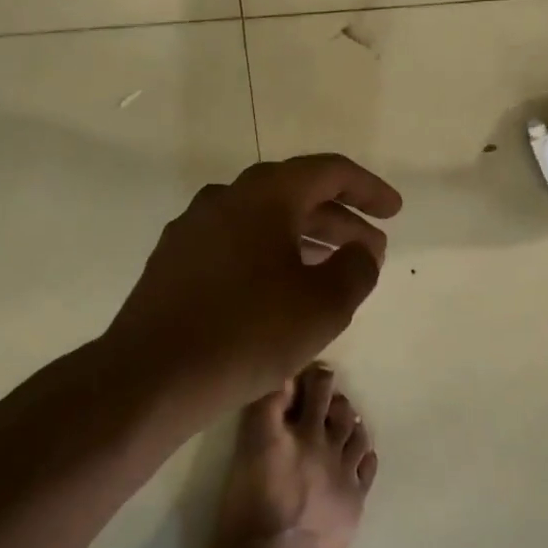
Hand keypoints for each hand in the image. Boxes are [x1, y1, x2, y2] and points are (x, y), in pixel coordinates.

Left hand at [106, 154, 402, 416]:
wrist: (154, 376)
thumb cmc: (250, 332)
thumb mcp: (325, 304)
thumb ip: (358, 268)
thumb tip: (360, 251)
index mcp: (263, 195)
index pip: (328, 172)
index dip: (368, 189)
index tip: (393, 211)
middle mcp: (224, 199)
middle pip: (295, 195)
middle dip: (340, 221)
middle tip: (371, 250)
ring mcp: (192, 230)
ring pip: (263, 221)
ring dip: (305, 239)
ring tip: (333, 271)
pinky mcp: (174, 262)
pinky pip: (236, 244)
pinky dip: (270, 255)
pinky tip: (283, 290)